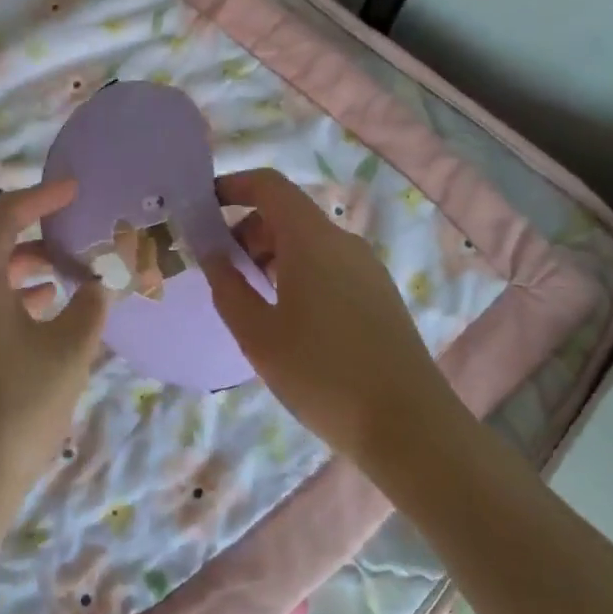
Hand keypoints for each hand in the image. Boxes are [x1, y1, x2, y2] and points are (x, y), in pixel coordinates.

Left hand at [0, 180, 109, 516]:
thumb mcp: (70, 352)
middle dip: (9, 212)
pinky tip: (43, 298)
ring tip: (56, 258)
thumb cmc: (20, 409)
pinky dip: (5, 279)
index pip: (0, 218)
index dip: (38, 197)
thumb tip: (101, 283)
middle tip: (50, 212)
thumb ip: (90, 307)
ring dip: (9, 248)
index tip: (73, 189)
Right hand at [205, 167, 454, 465]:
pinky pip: (328, 266)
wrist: (410, 427)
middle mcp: (343, 242)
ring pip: (307, 243)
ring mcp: (366, 268)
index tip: (202, 210)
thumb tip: (211, 250)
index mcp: (312, 240)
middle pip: (286, 214)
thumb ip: (227, 285)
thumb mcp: (258, 334)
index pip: (269, 185)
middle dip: (246, 232)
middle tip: (222, 275)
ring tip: (251, 305)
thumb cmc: (322, 375)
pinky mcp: (379, 294)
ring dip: (270, 257)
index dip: (232, 187)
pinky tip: (288, 322)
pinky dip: (297, 274)